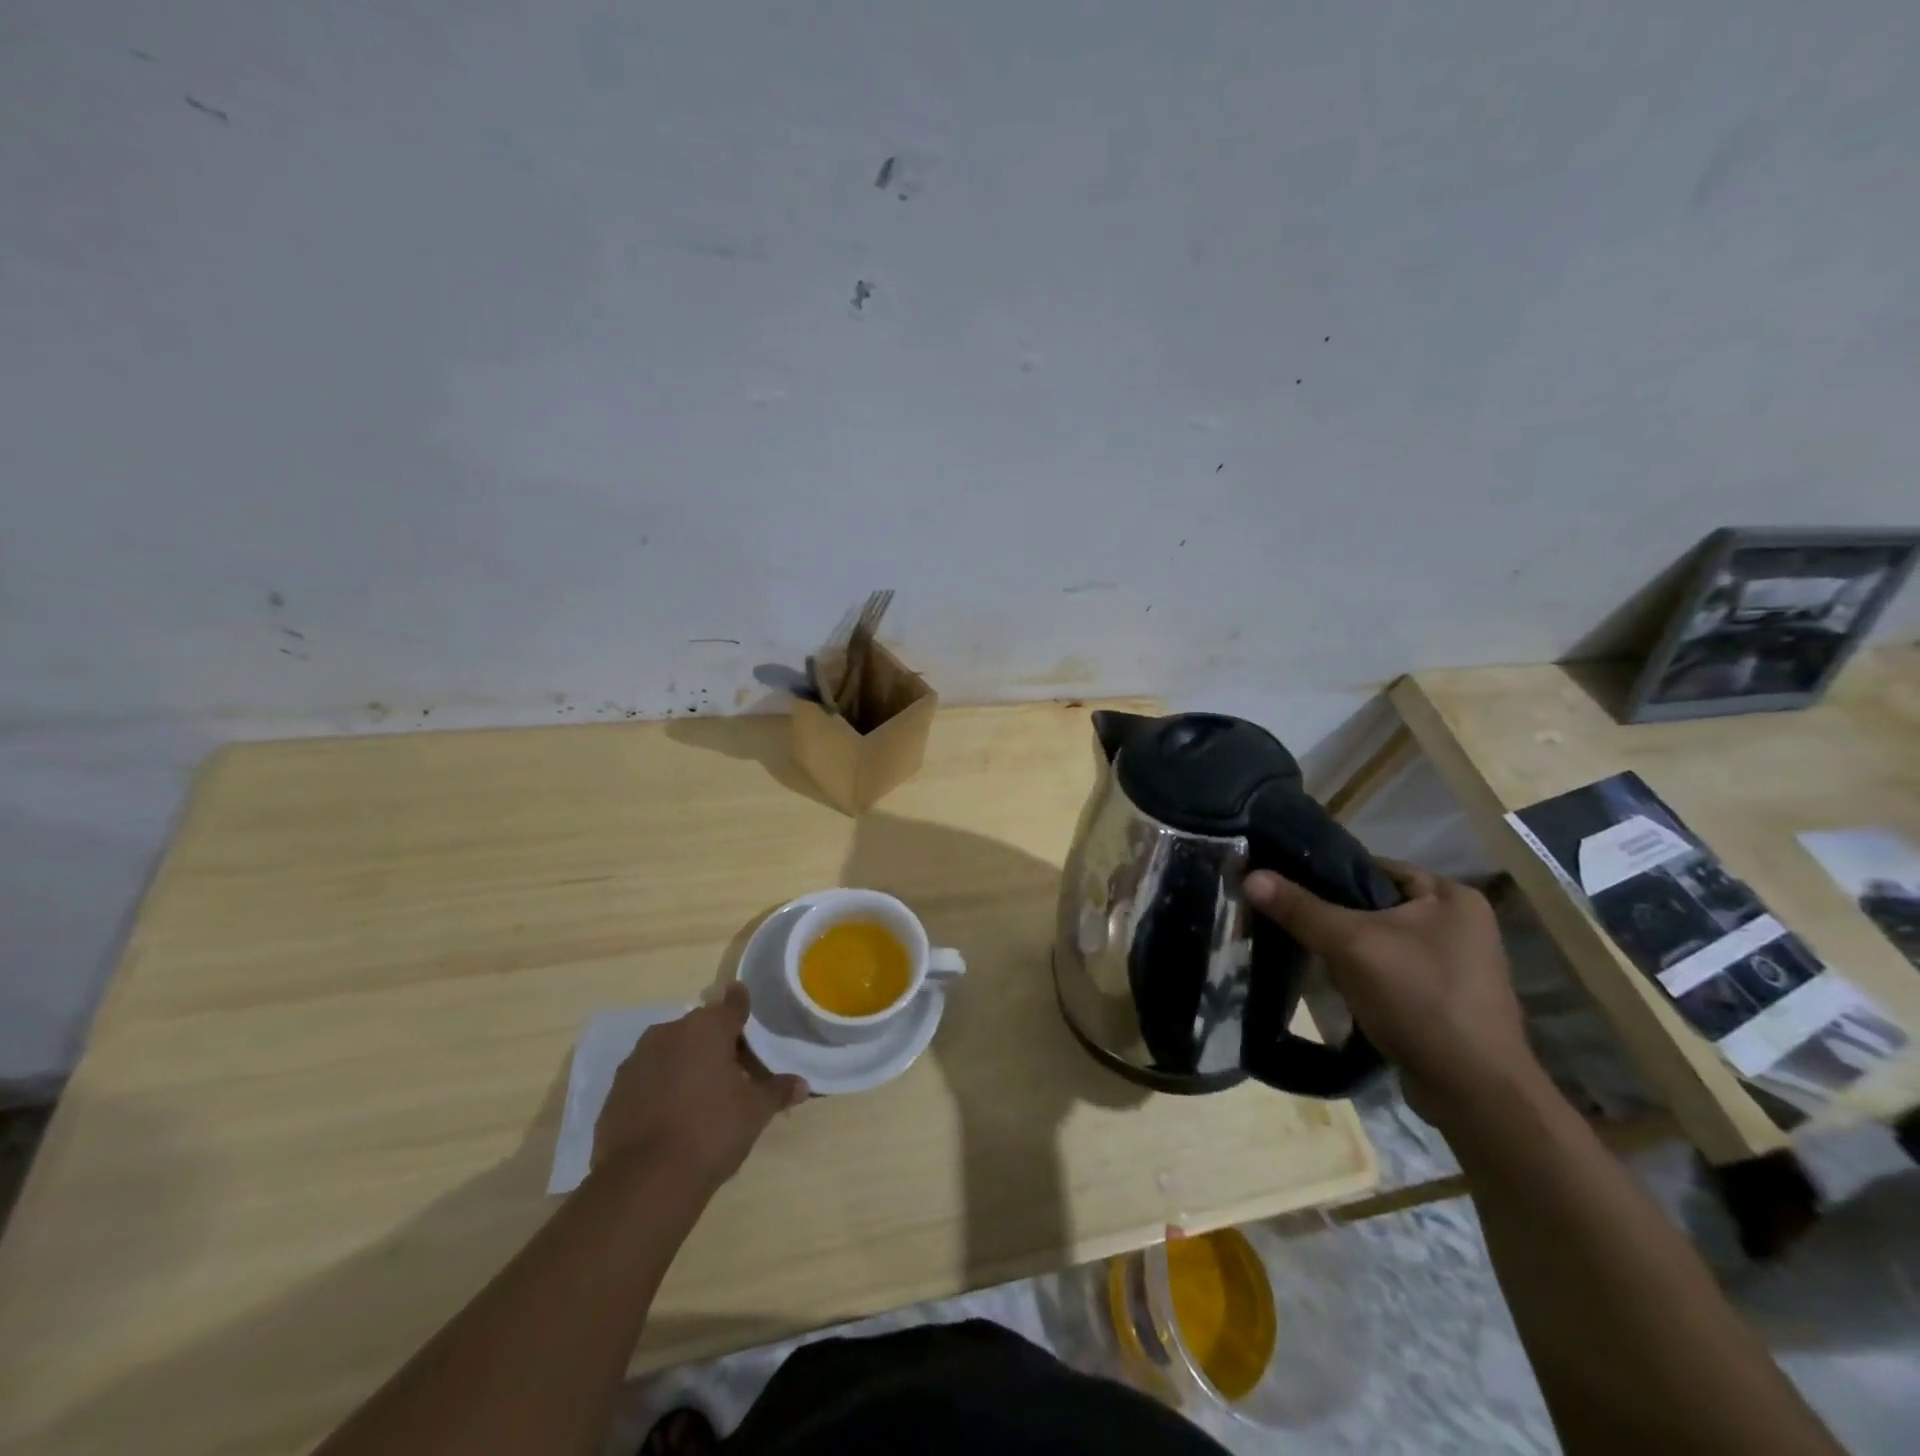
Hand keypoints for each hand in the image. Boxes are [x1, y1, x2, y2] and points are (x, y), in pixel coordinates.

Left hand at [592, 983, 808, 1194]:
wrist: (644, 1182)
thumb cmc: (711, 1132)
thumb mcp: (755, 1112)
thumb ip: (777, 1091)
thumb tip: (802, 1084)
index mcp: (707, 1028)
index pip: (732, 1003)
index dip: (742, 1006)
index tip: (747, 1010)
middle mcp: (670, 1032)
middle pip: (700, 1028)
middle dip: (715, 1042)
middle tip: (733, 1070)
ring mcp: (638, 1060)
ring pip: (671, 1050)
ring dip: (685, 1063)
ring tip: (701, 1094)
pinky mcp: (615, 1090)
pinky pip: (648, 1077)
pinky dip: (661, 1086)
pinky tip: (671, 1115)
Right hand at [1243, 860, 1541, 1122]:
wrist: (1474, 1093)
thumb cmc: (1419, 999)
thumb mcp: (1350, 945)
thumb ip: (1300, 908)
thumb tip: (1250, 876)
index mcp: (1451, 896)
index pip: (1373, 867)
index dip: (1327, 875)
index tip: (1286, 889)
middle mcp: (1461, 923)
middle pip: (1375, 905)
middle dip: (1334, 918)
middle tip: (1293, 926)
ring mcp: (1457, 964)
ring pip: (1381, 940)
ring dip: (1347, 950)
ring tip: (1311, 957)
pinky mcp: (1446, 998)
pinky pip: (1392, 970)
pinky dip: (1365, 975)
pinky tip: (1340, 988)